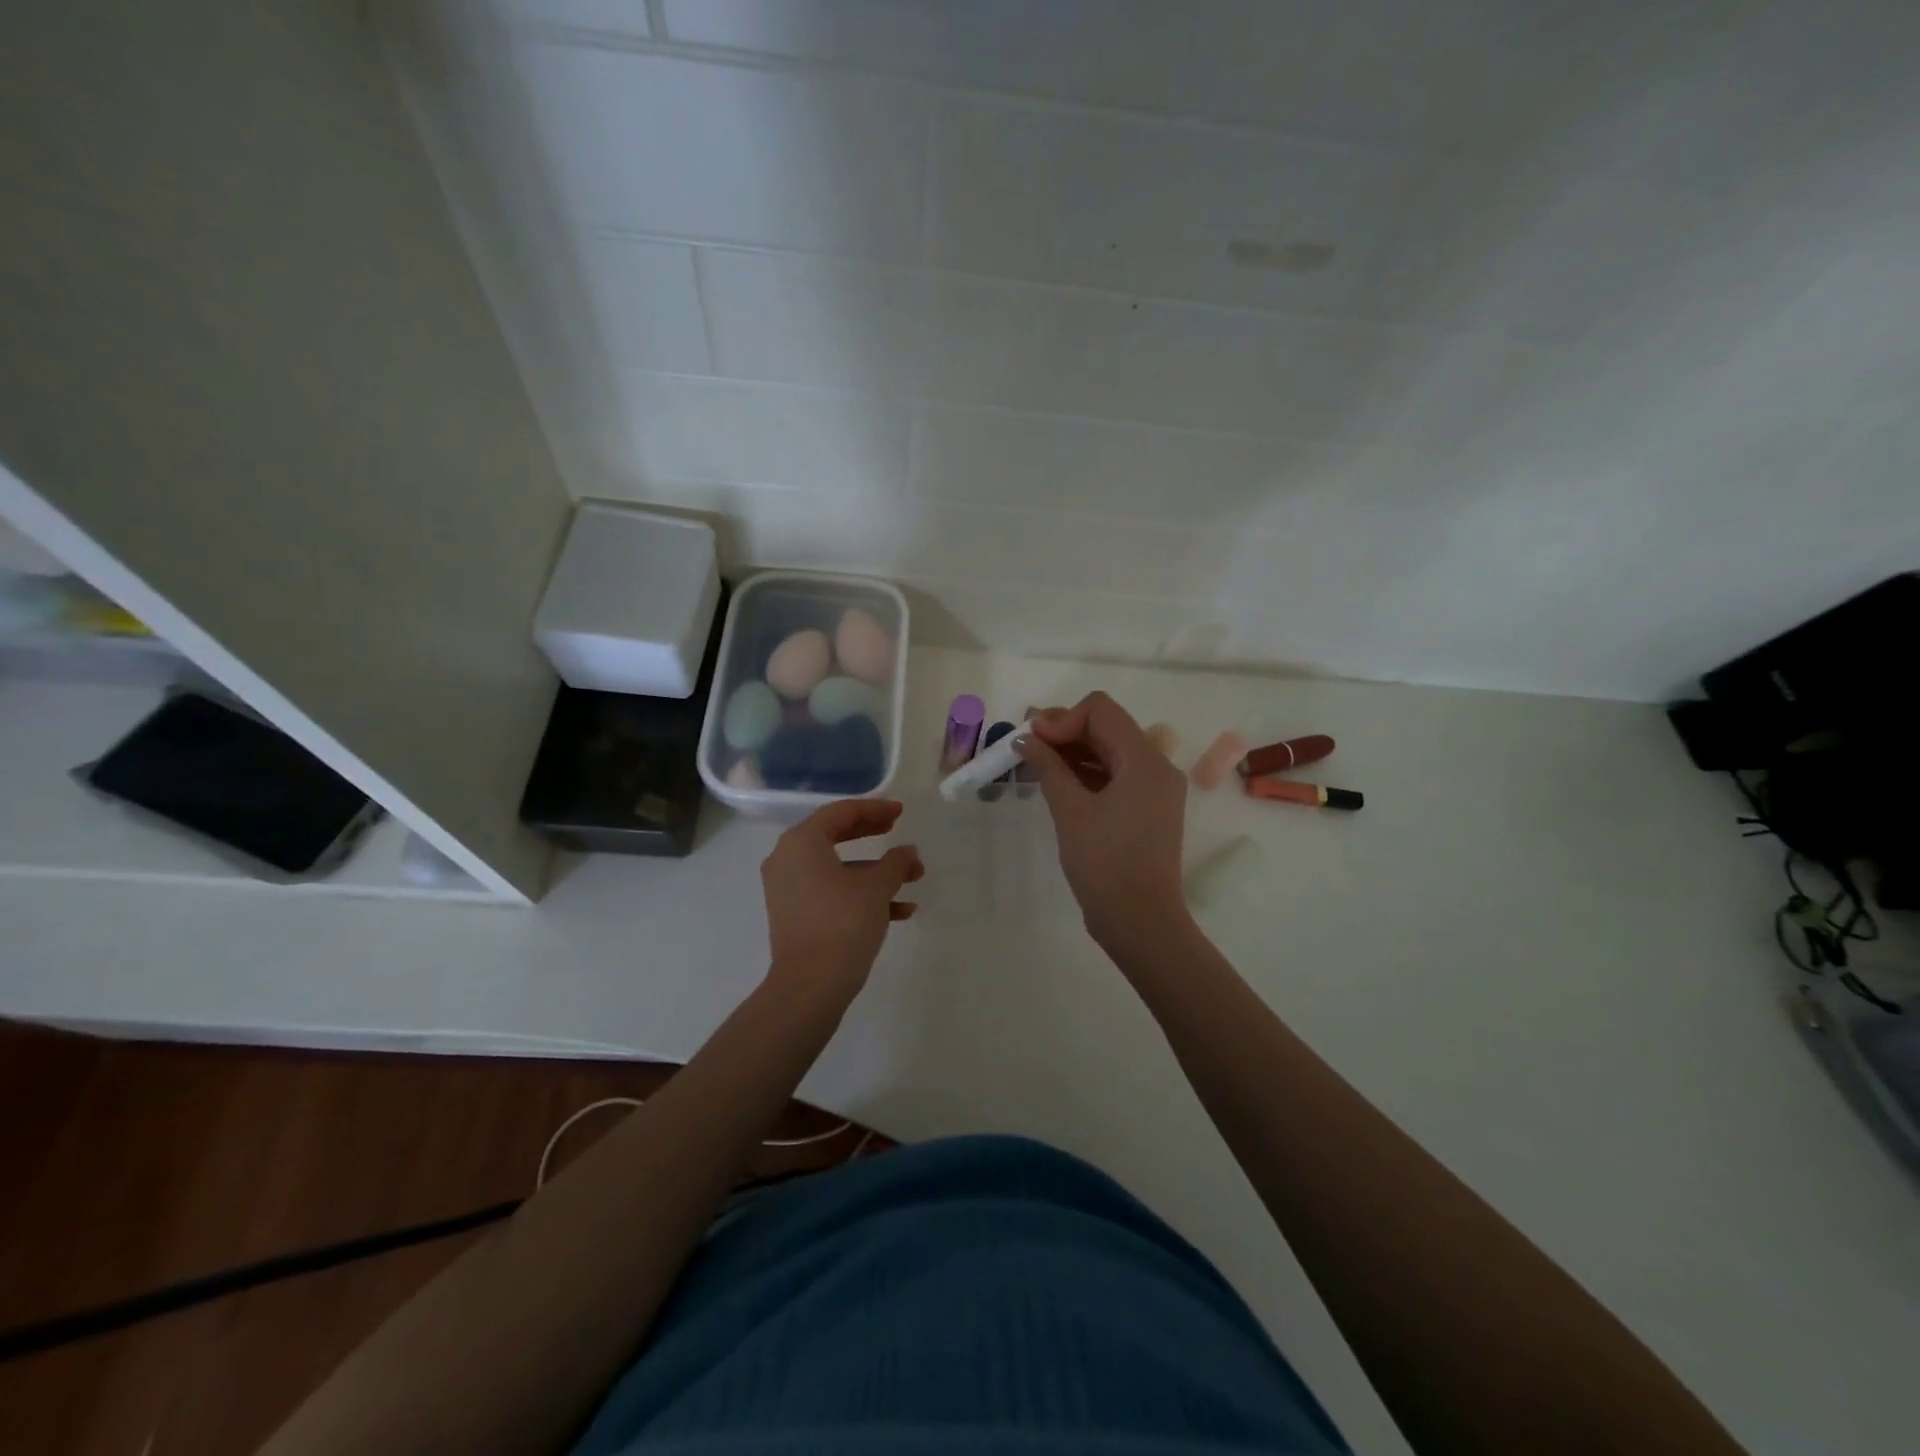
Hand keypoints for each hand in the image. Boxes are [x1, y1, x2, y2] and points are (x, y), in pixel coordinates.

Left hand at [761, 799, 921, 1000]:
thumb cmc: (842, 923)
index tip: (901, 812)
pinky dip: (861, 895)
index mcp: (801, 842)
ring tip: (914, 878)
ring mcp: (789, 889)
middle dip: (874, 836)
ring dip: (876, 871)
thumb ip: (895, 862)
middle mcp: (788, 859)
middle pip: (836, 836)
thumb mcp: (876, 887)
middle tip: (899, 832)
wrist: (810, 987)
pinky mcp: (796, 915)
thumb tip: (907, 852)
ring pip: (838, 868)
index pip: (841, 812)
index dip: (875, 809)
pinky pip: (832, 892)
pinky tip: (901, 911)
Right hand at [1018, 692, 1189, 947]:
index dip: (1061, 718)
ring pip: (1110, 751)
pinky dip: (1086, 773)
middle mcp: (1156, 766)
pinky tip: (1056, 781)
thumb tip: (1026, 738)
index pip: (1100, 711)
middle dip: (1064, 731)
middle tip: (1025, 744)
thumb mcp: (1070, 810)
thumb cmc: (1105, 863)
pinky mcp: (1147, 809)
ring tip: (1034, 762)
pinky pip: (1115, 776)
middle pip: (1107, 728)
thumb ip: (1048, 766)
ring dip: (1072, 751)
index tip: (1031, 739)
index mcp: (1144, 760)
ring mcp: (1155, 789)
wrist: (1140, 921)